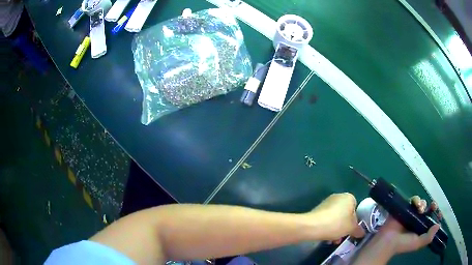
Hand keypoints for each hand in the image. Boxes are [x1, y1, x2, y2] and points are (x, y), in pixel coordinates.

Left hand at [307, 193, 359, 240]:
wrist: (313, 226)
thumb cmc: (337, 224)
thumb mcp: (351, 228)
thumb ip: (358, 230)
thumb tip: (362, 233)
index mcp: (349, 197)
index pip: (356, 208)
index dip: (355, 220)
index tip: (352, 229)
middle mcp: (338, 197)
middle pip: (345, 214)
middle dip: (344, 227)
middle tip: (342, 237)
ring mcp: (327, 203)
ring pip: (336, 218)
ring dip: (336, 229)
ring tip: (333, 240)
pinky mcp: (317, 210)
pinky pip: (327, 219)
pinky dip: (328, 227)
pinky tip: (326, 237)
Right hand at [377, 196, 441, 253]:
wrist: (388, 241)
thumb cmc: (403, 244)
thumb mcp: (417, 244)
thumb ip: (428, 237)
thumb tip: (438, 225)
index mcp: (421, 228)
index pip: (431, 219)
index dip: (436, 215)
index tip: (439, 213)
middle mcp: (417, 220)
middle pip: (427, 209)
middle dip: (432, 206)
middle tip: (433, 205)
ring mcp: (411, 213)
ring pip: (421, 203)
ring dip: (423, 204)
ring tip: (420, 209)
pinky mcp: (405, 207)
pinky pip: (413, 200)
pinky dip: (416, 200)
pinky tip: (416, 205)